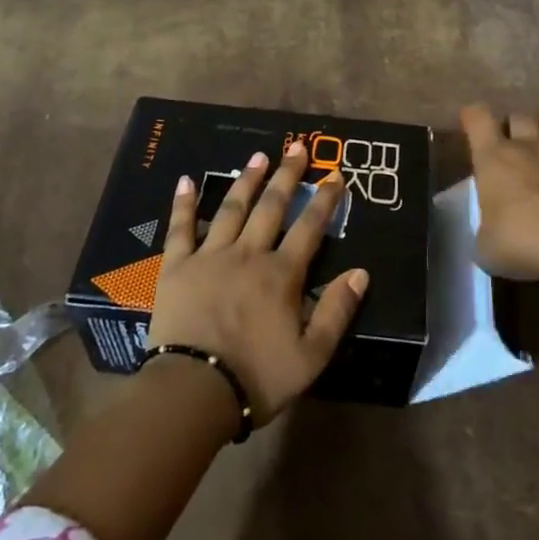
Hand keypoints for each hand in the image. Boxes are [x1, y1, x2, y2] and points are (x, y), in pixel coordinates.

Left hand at [147, 144, 369, 425]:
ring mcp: (210, 256)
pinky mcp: (177, 267)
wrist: (194, 392)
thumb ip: (337, 311)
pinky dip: (184, 203)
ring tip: (258, 156)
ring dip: (247, 180)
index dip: (325, 200)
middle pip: (271, 207)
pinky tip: (186, 180)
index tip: (335, 175)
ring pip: (232, 209)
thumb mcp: (312, 356)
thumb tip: (361, 272)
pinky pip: (180, 228)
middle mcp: (248, 254)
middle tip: (297, 147)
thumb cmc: (257, 378)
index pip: (309, 228)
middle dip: (288, 176)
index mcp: (282, 275)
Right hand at [462, 103, 538, 283]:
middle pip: (520, 118)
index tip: (471, 121)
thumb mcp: (487, 246)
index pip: (478, 118)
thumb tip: (491, 235)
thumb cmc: (520, 239)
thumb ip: (487, 232)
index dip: (473, 116)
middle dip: (514, 127)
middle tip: (511, 147)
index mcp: (494, 158)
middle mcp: (529, 148)